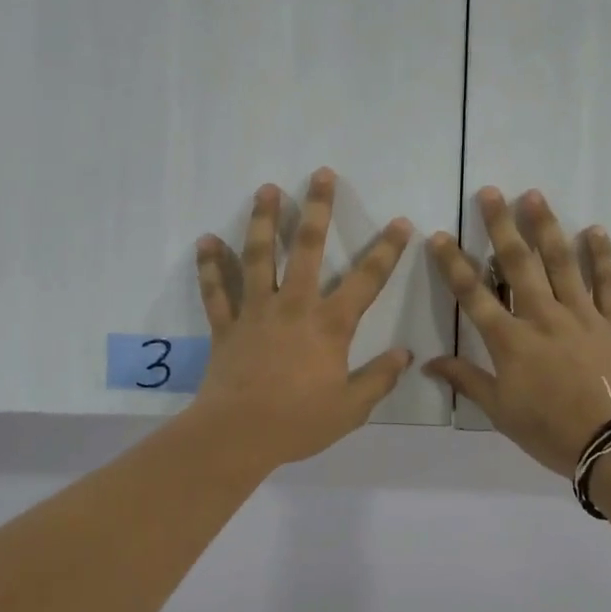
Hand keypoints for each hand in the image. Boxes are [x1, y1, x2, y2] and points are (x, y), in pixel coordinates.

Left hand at [190, 168, 414, 469]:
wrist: (237, 436)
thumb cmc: (298, 422)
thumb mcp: (351, 408)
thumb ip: (379, 378)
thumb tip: (404, 354)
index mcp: (329, 325)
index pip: (367, 280)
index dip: (387, 250)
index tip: (401, 222)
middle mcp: (294, 307)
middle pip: (307, 249)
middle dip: (318, 209)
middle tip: (321, 175)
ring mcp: (256, 312)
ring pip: (259, 257)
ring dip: (264, 221)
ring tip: (267, 189)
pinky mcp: (226, 326)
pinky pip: (216, 291)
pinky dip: (209, 266)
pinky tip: (205, 240)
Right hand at [423, 188, 610, 477]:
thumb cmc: (552, 433)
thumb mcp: (501, 412)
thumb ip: (467, 381)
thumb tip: (428, 363)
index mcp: (510, 341)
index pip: (473, 295)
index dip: (454, 264)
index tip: (440, 236)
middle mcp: (543, 317)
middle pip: (518, 264)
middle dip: (501, 226)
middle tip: (491, 192)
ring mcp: (582, 315)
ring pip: (561, 262)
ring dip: (546, 227)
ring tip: (534, 196)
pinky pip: (608, 282)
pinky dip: (602, 255)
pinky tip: (594, 230)